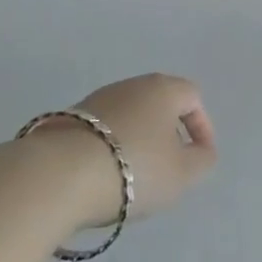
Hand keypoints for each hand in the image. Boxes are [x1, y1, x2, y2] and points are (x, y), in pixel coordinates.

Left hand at [21, 73, 218, 230]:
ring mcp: (97, 99)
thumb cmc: (134, 168)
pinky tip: (104, 176)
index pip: (193, 97)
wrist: (59, 175)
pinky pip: (102, 130)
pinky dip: (110, 148)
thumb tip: (201, 150)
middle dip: (168, 134)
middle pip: (159, 104)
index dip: (202, 126)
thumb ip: (202, 160)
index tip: (199, 157)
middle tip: (168, 167)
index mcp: (163, 89)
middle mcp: (132, 84)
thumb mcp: (182, 174)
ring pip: (129, 116)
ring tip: (133, 177)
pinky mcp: (69, 119)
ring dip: (137, 141)